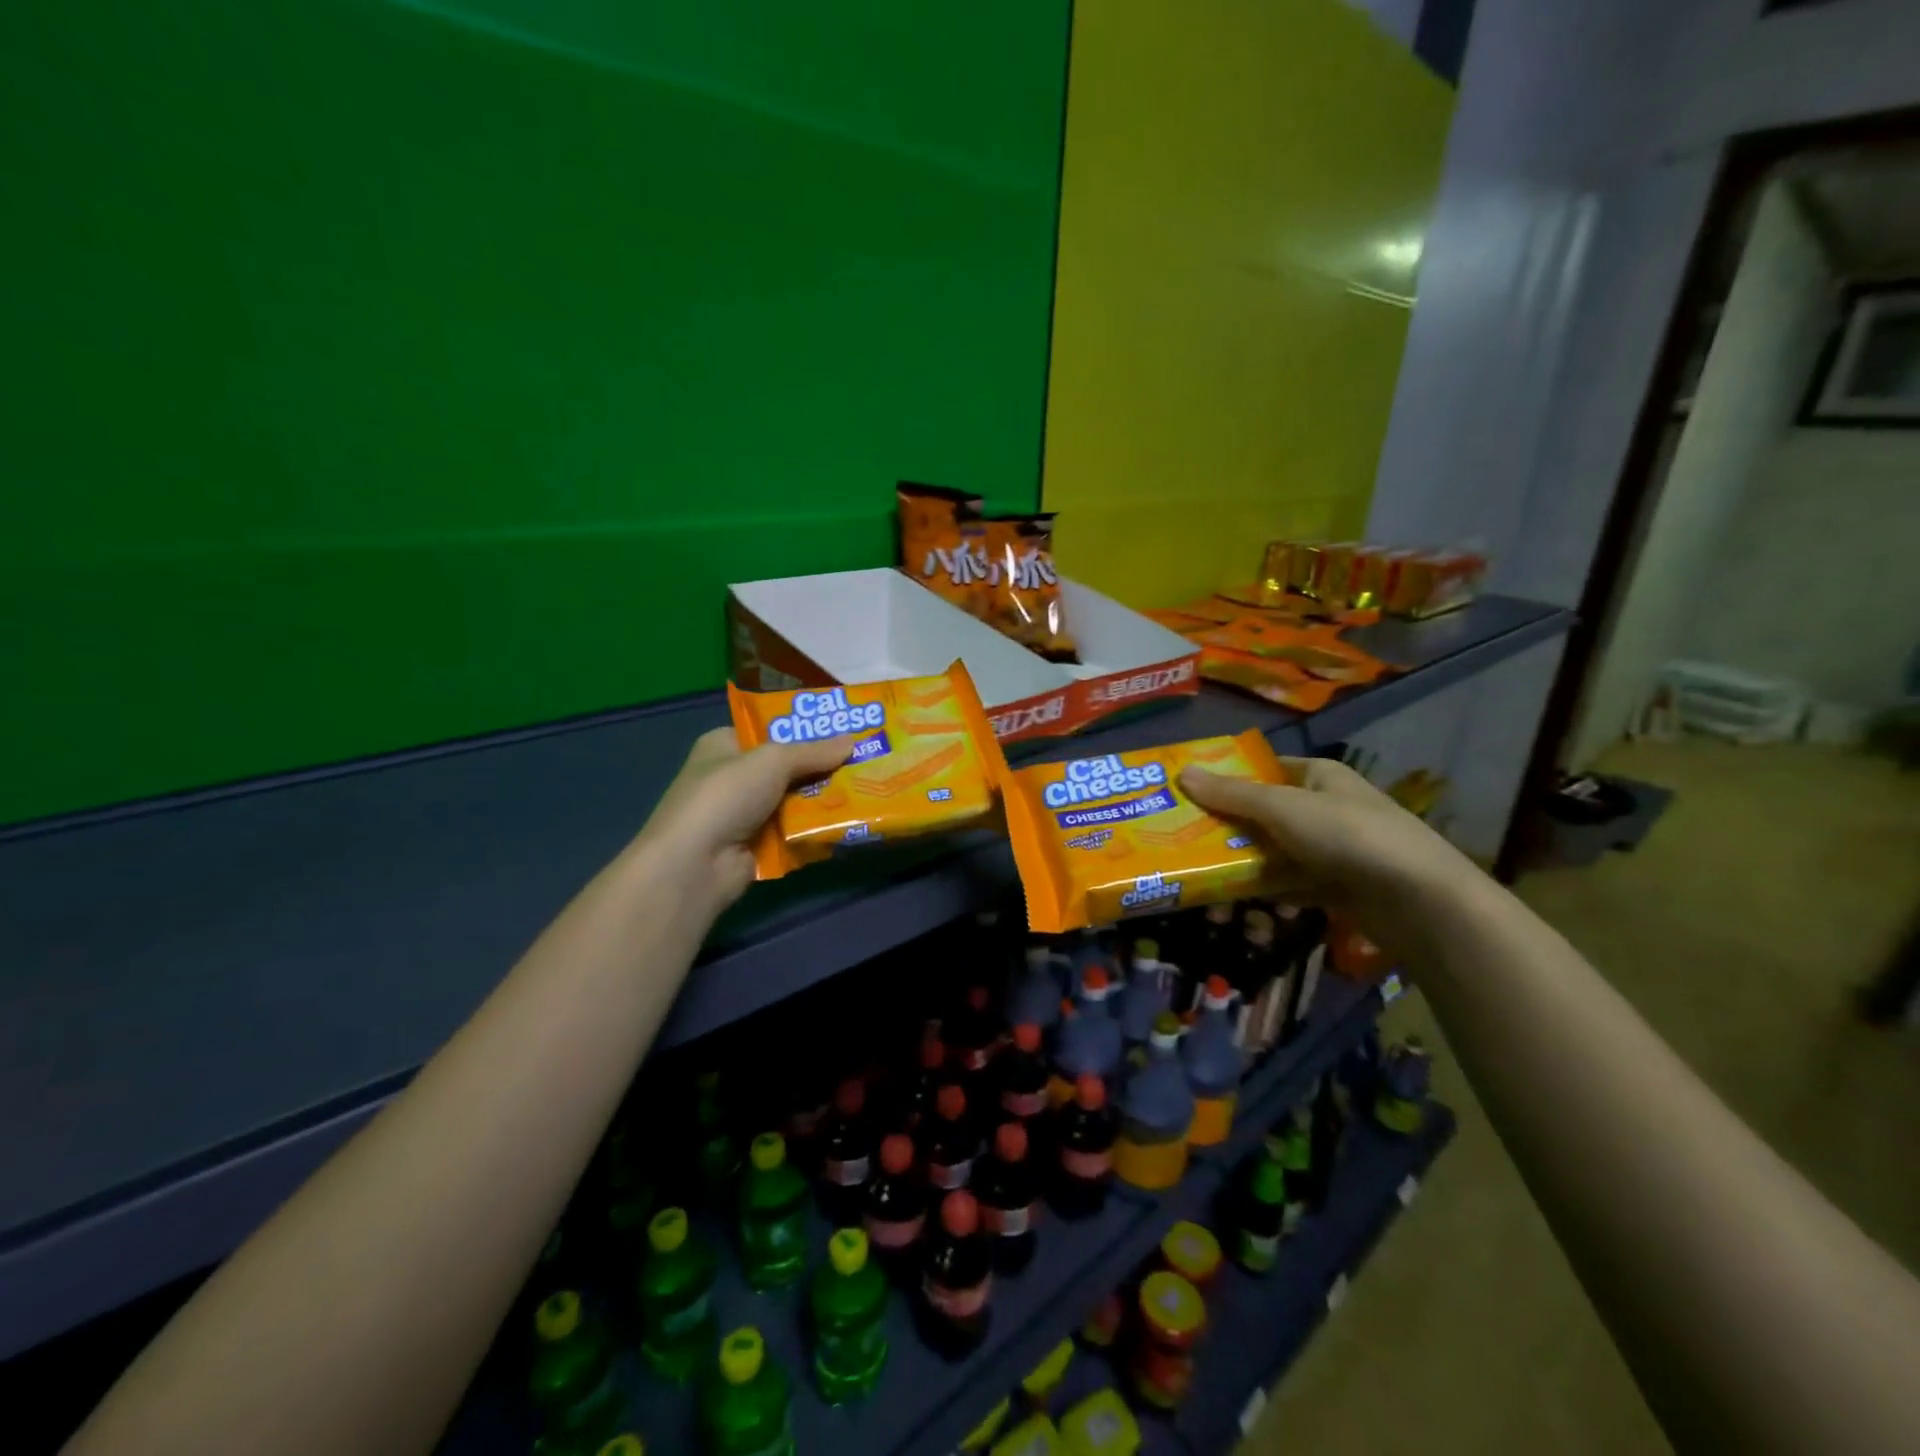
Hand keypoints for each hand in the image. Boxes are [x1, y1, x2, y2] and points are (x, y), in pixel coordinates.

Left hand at [638, 727, 850, 912]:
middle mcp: (733, 777)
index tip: (841, 727)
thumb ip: (814, 751)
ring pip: (795, 800)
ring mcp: (745, 815)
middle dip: (822, 765)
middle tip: (865, 757)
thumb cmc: (726, 795)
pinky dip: (817, 828)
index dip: (802, 728)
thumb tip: (853, 740)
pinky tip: (851, 821)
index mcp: (724, 745)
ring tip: (868, 787)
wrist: (696, 864)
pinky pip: (796, 831)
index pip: (767, 729)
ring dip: (825, 798)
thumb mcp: (773, 760)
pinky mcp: (758, 847)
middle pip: (787, 767)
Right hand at [1178, 756, 1479, 945]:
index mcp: (1318, 776)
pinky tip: (1245, 908)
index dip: (1225, 778)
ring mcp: (1332, 849)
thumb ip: (1231, 795)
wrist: (1420, 902)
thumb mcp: (1282, 808)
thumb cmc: (1348, 836)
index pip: (1262, 769)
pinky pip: (1290, 885)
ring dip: (1243, 869)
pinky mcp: (1337, 887)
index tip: (1186, 795)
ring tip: (1209, 890)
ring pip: (1273, 853)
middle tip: (1185, 848)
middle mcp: (1324, 807)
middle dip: (1227, 832)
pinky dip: (1269, 894)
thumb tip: (1182, 773)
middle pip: (1262, 814)